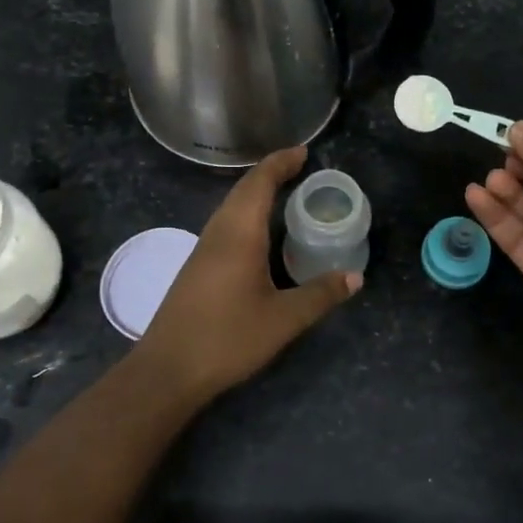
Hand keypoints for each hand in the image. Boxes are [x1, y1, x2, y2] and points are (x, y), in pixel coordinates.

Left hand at [134, 147, 361, 399]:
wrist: (167, 370)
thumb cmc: (227, 338)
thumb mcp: (283, 320)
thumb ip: (320, 295)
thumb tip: (355, 277)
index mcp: (239, 234)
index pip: (259, 183)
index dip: (281, 163)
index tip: (303, 152)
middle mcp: (218, 232)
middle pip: (243, 189)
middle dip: (270, 173)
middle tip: (300, 167)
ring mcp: (203, 249)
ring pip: (231, 206)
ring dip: (256, 193)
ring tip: (284, 193)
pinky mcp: (197, 267)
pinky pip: (225, 224)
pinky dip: (246, 214)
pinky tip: (259, 234)